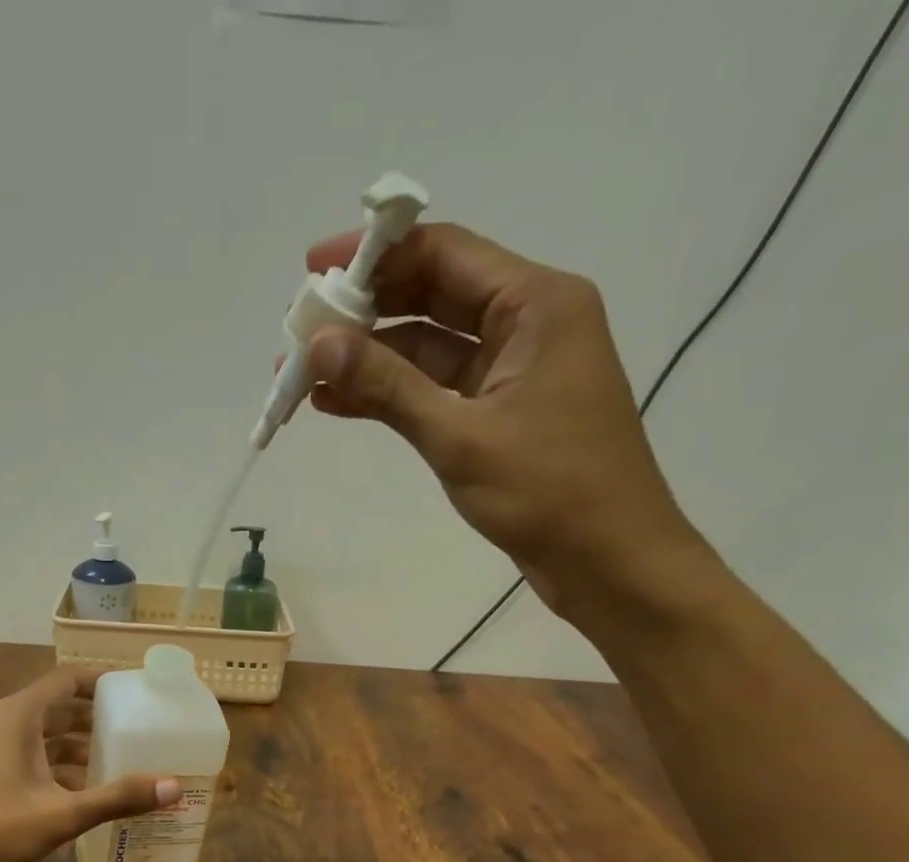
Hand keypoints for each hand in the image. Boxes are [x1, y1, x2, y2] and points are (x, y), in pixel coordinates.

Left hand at [0, 665, 179, 861]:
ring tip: (124, 761)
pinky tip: (90, 794)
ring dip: (82, 747)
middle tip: (140, 729)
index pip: (67, 680)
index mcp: (18, 716)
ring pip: (47, 738)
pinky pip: (35, 761)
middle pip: (60, 708)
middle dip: (99, 718)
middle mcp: (5, 725)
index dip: (103, 681)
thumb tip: (173, 787)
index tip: (138, 691)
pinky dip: (63, 770)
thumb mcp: (62, 814)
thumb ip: (117, 798)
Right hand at [302, 224, 715, 619]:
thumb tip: (318, 344)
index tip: (312, 272)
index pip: (444, 253)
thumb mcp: (460, 436)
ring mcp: (513, 372)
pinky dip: (392, 395)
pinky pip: (437, 389)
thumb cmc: (548, 491)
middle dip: (364, 313)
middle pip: (432, 296)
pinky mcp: (500, 414)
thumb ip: (387, 386)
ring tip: (303, 376)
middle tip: (299, 334)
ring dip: (370, 359)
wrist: (608, 561)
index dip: (374, 255)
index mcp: (536, 304)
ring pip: (429, 348)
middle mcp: (527, 323)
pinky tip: (338, 403)